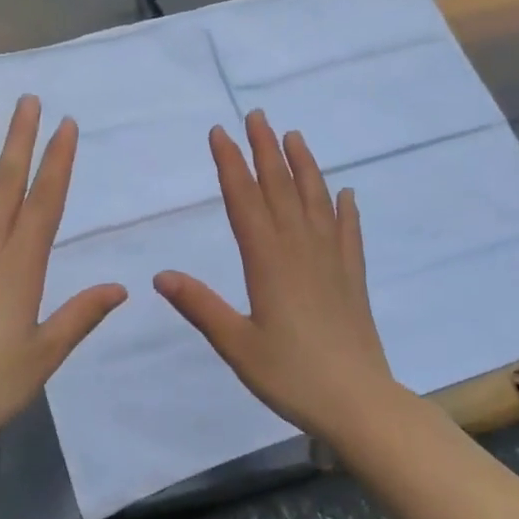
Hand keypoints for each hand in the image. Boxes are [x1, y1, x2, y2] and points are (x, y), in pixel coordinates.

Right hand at [155, 111, 395, 441]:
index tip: (220, 133)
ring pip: (316, 201)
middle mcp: (300, 249)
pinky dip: (345, 209)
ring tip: (294, 136)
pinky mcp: (352, 277)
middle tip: (257, 116)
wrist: (358, 402)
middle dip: (265, 150)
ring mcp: (331, 260)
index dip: (230, 165)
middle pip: (280, 189)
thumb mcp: (236, 344)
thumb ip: (200, 306)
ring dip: (304, 166)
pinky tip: (346, 193)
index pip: (244, 201)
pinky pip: (348, 232)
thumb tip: (159, 276)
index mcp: (267, 262)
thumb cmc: (291, 375)